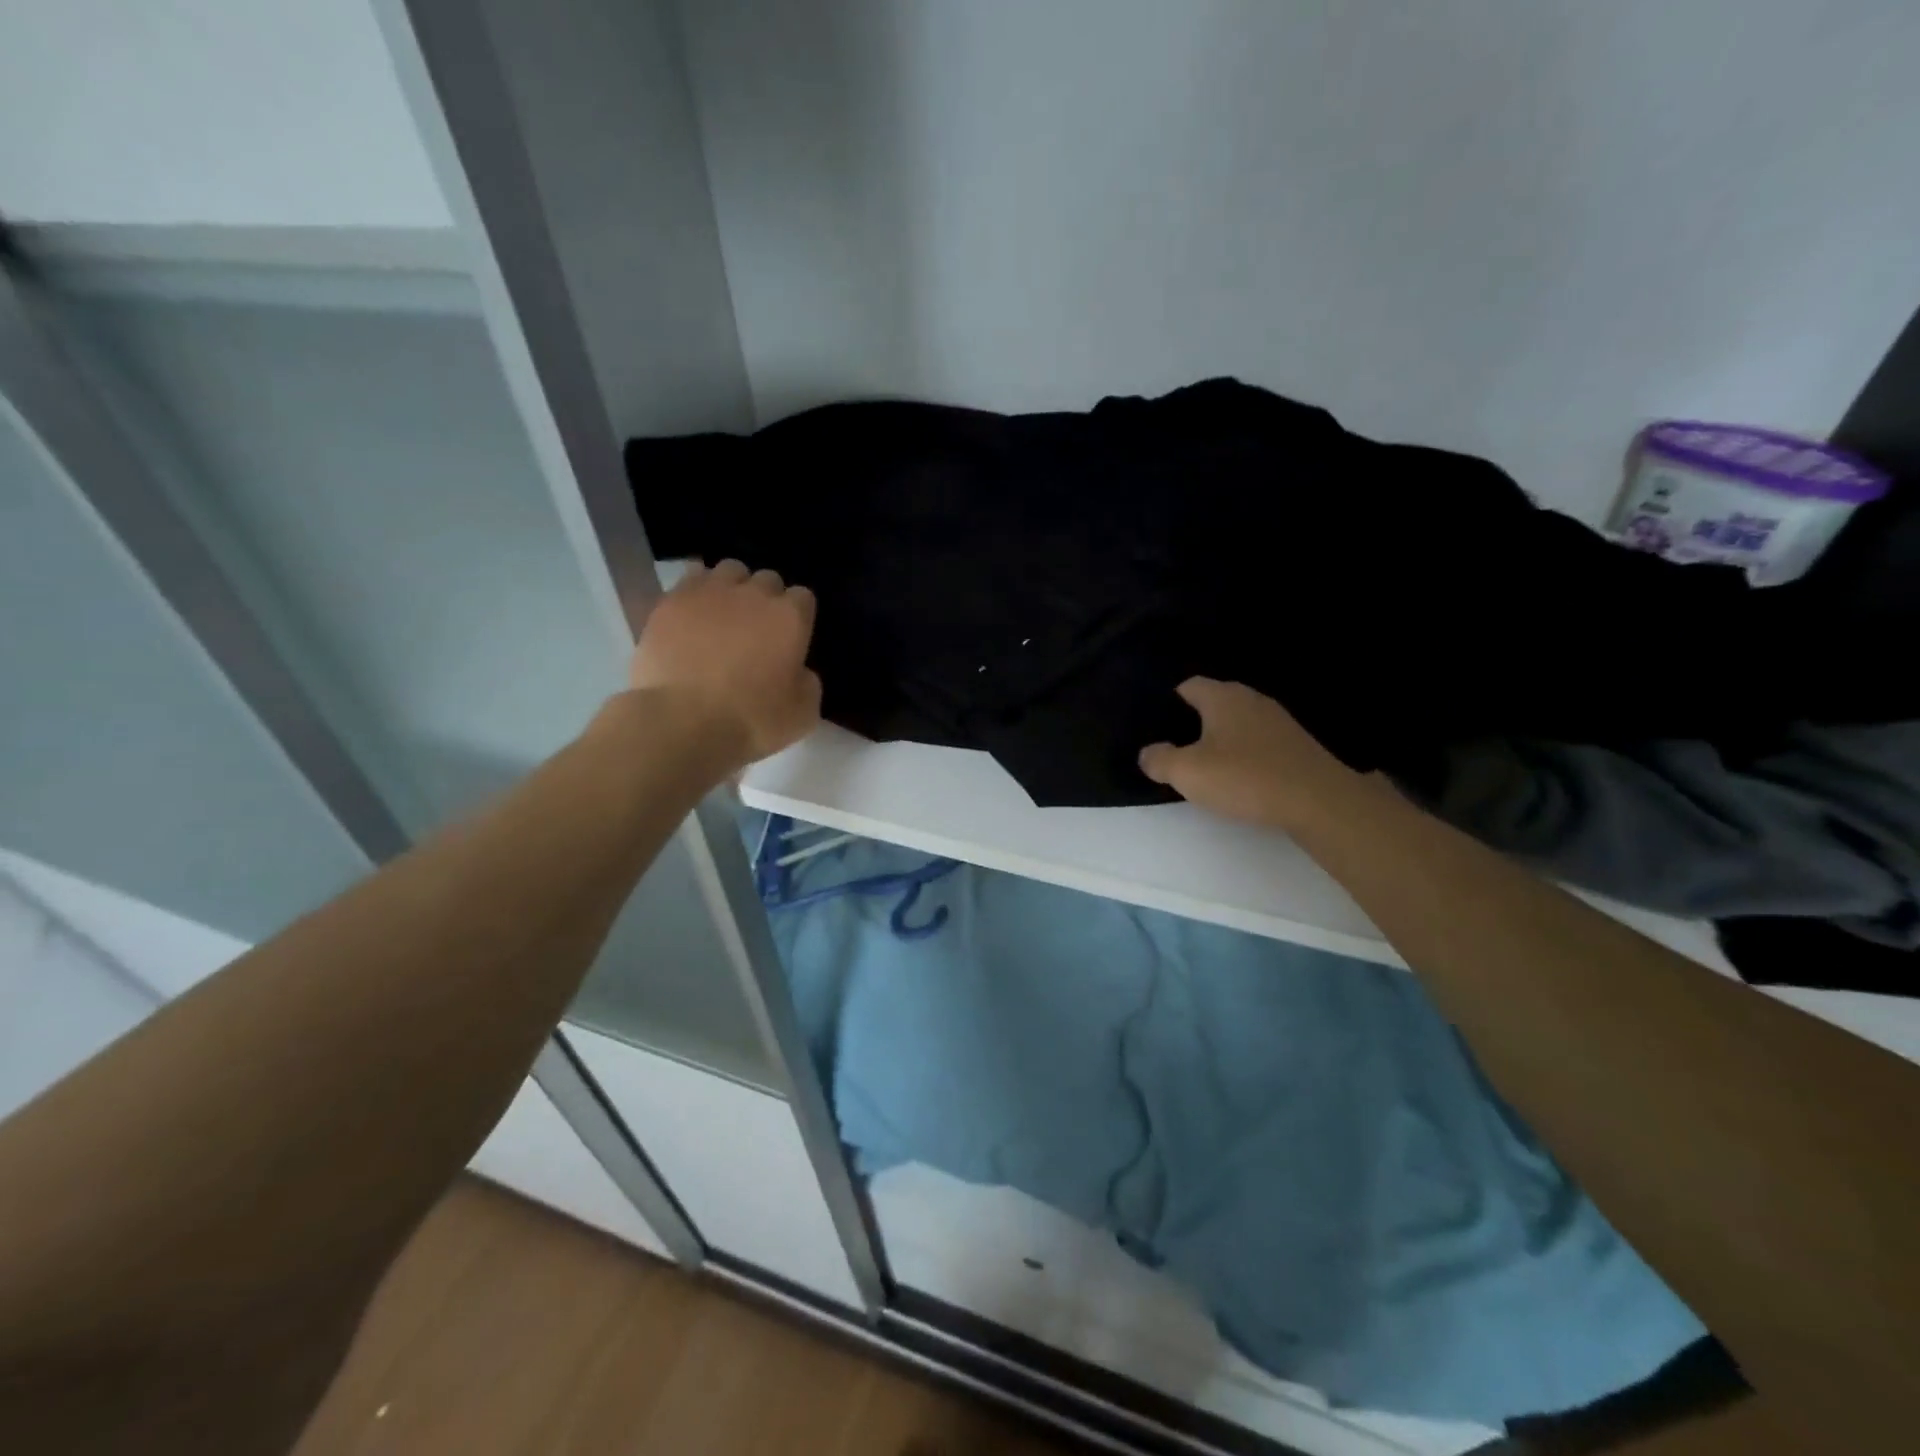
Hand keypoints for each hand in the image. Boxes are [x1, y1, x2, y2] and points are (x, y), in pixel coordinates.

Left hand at [629, 559, 822, 765]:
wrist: (683, 721)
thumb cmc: (751, 720)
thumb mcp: (802, 713)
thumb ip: (808, 682)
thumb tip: (798, 670)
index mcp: (790, 618)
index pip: (804, 598)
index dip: (798, 616)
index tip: (791, 638)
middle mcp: (754, 594)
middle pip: (767, 579)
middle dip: (766, 598)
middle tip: (757, 628)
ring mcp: (710, 592)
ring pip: (729, 570)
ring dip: (732, 587)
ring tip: (724, 613)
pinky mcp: (672, 601)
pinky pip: (691, 580)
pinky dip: (697, 593)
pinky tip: (693, 614)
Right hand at [1138, 678, 1357, 829]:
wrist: (1318, 801)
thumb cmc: (1245, 778)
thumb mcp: (1188, 772)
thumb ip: (1159, 760)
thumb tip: (1148, 753)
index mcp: (1223, 697)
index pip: (1189, 686)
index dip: (1170, 702)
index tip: (1157, 725)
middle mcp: (1252, 700)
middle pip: (1215, 703)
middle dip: (1195, 722)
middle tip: (1177, 748)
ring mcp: (1279, 722)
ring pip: (1239, 723)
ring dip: (1222, 740)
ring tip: (1206, 765)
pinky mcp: (1297, 746)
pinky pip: (1260, 743)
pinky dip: (1246, 755)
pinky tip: (1240, 778)